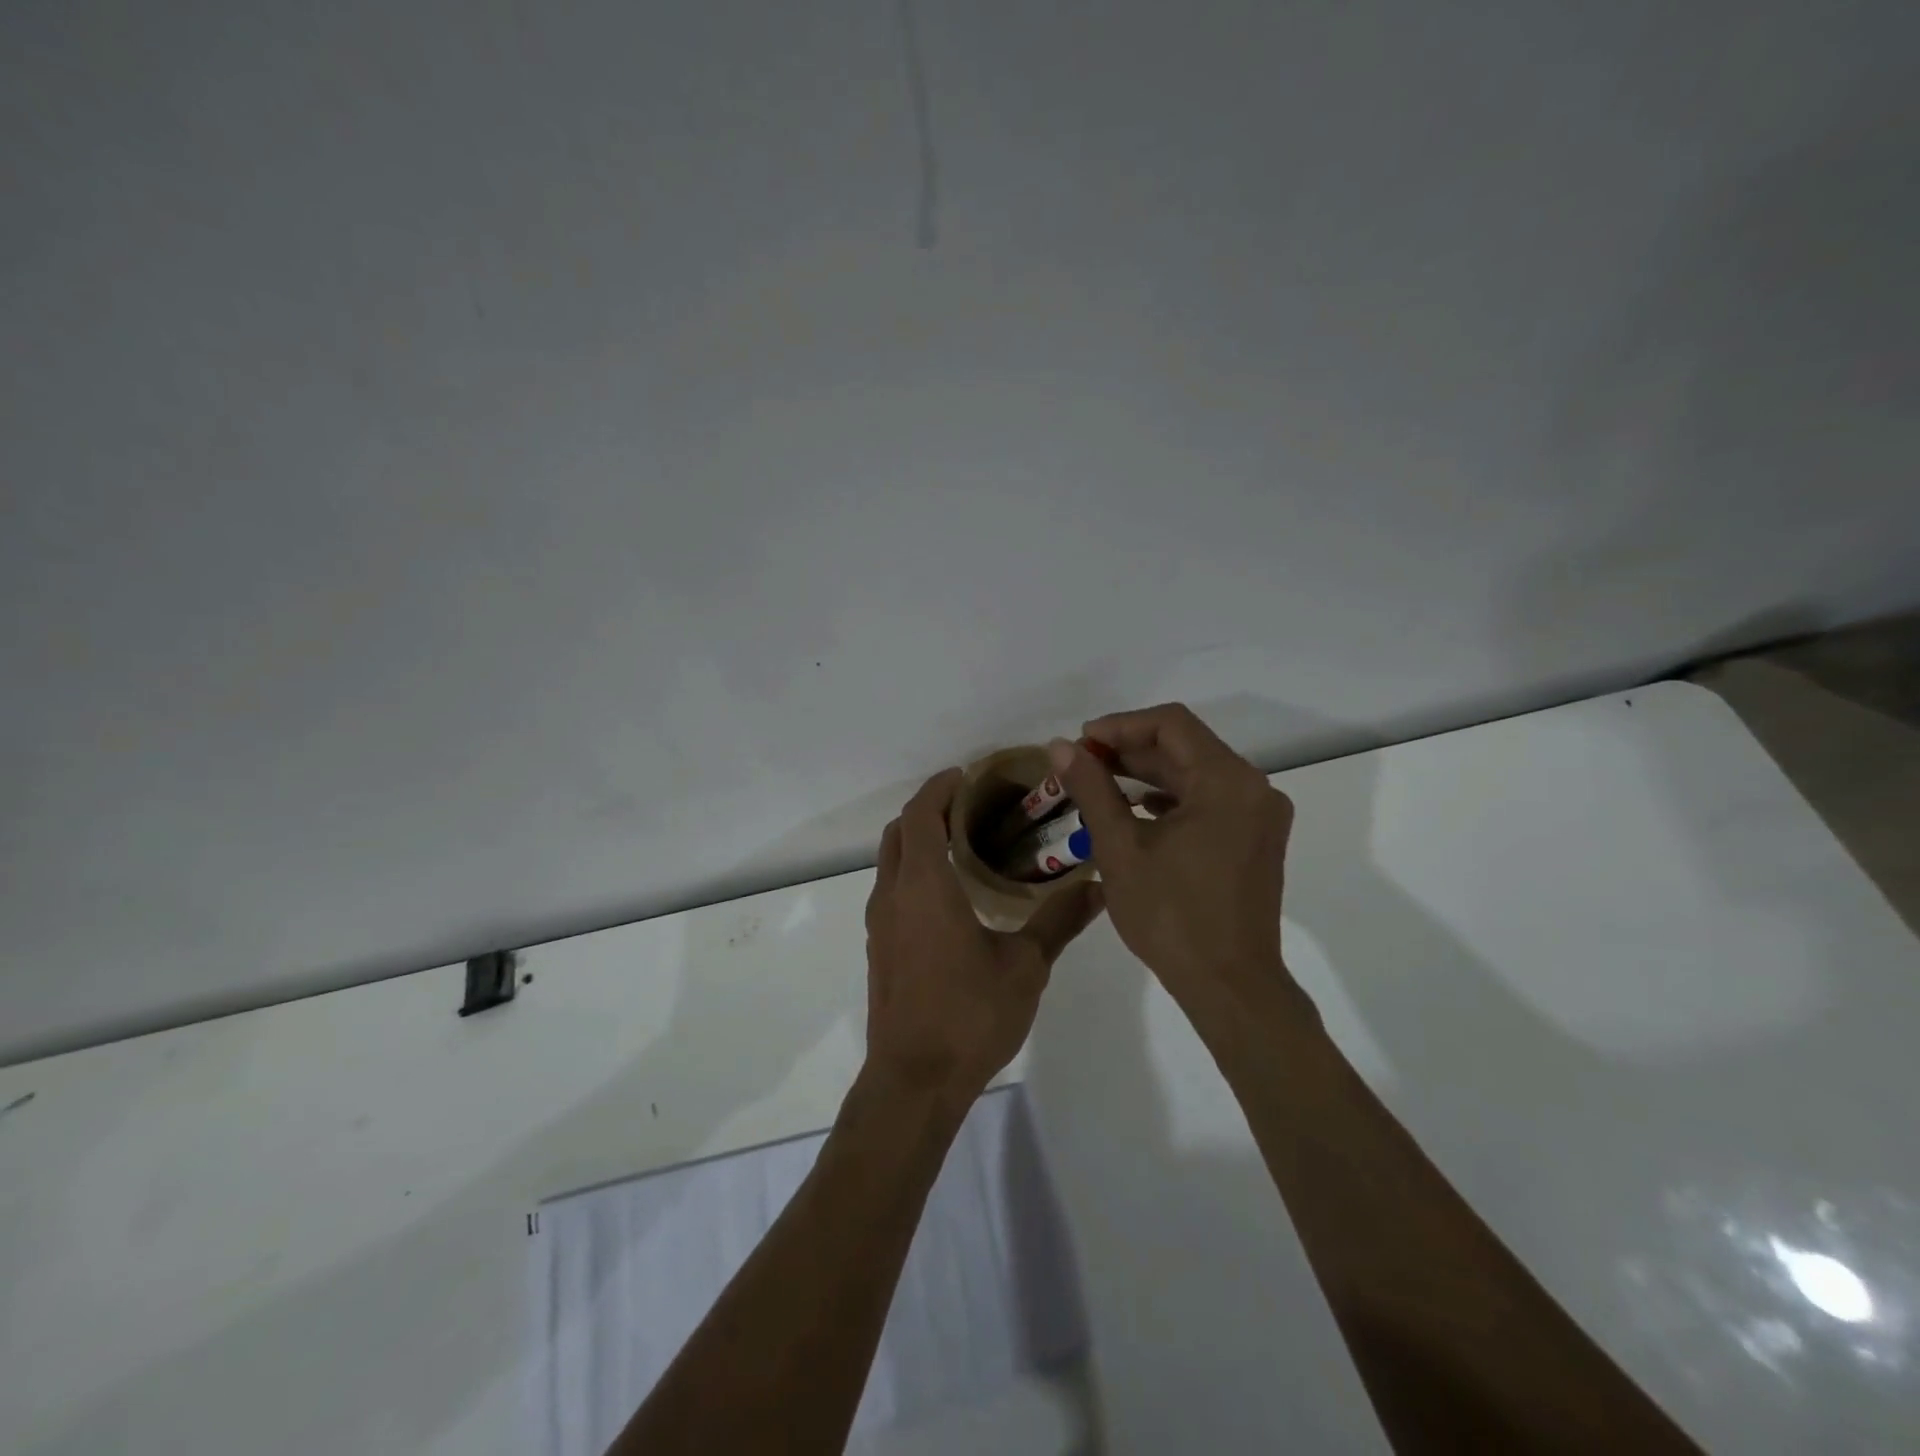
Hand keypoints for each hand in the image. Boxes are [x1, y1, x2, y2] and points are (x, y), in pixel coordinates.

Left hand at [863, 768, 1106, 1106]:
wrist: (913, 1081)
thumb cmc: (969, 1015)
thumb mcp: (1025, 966)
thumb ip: (1059, 921)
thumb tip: (1099, 886)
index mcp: (924, 886)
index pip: (921, 815)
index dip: (940, 788)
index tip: (967, 776)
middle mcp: (893, 895)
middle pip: (899, 831)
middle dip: (928, 809)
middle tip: (970, 805)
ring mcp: (879, 923)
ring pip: (890, 861)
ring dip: (917, 840)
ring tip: (962, 842)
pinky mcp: (878, 948)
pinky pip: (890, 889)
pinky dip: (912, 870)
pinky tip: (948, 894)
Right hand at [1050, 703, 1296, 1008]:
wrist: (1229, 985)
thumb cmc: (1171, 915)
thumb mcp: (1120, 848)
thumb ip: (1091, 789)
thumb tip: (1060, 747)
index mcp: (1227, 781)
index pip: (1171, 724)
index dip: (1120, 725)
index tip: (1080, 742)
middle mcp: (1253, 788)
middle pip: (1186, 746)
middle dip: (1130, 750)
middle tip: (1081, 763)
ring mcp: (1260, 814)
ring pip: (1197, 773)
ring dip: (1148, 773)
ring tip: (1099, 783)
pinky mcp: (1256, 838)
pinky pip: (1209, 799)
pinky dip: (1171, 797)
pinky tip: (1136, 810)